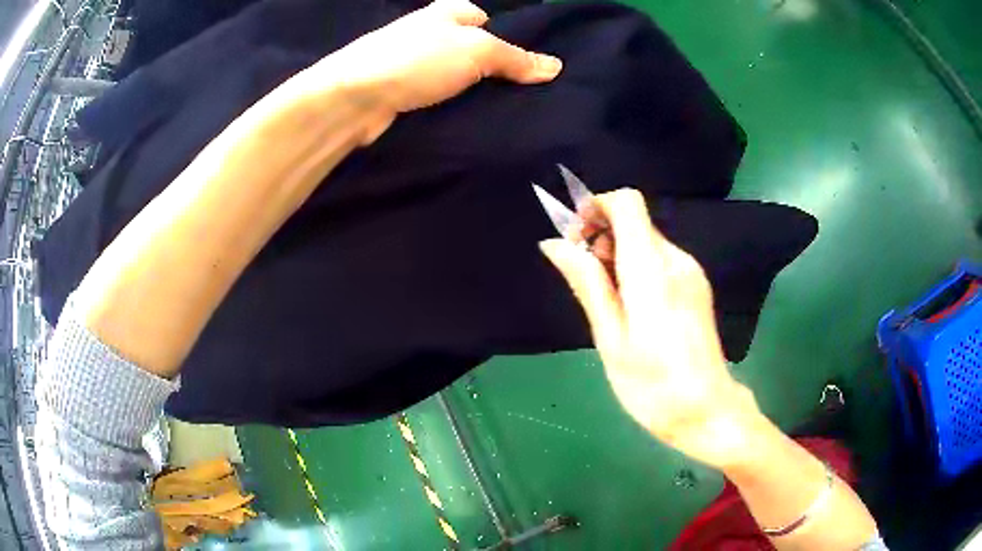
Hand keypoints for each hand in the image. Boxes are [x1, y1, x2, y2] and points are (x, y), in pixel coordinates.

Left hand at [314, 0, 562, 142]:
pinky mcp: (401, 91)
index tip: (527, 63)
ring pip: (454, 73)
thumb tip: (555, 67)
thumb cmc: (418, 60)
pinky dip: (453, 105)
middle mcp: (427, 32)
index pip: (483, 16)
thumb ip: (515, 58)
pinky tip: (470, 120)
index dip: (506, 35)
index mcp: (445, 12)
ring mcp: (411, 62)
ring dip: (473, 89)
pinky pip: (438, 94)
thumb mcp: (477, 51)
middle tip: (523, 92)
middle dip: (493, 66)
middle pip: (470, 46)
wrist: (355, 98)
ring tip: (505, 111)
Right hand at [540, 189, 761, 468]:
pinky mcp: (697, 286)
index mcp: (652, 269)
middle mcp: (676, 259)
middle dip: (602, 237)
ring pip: (646, 240)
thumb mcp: (610, 338)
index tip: (576, 239)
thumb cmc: (652, 385)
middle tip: (585, 281)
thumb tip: (555, 244)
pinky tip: (632, 309)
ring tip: (607, 303)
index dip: (596, 207)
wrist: (706, 411)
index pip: (627, 203)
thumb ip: (587, 284)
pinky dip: (637, 268)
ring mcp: (691, 272)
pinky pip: (660, 260)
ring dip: (618, 256)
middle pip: (635, 221)